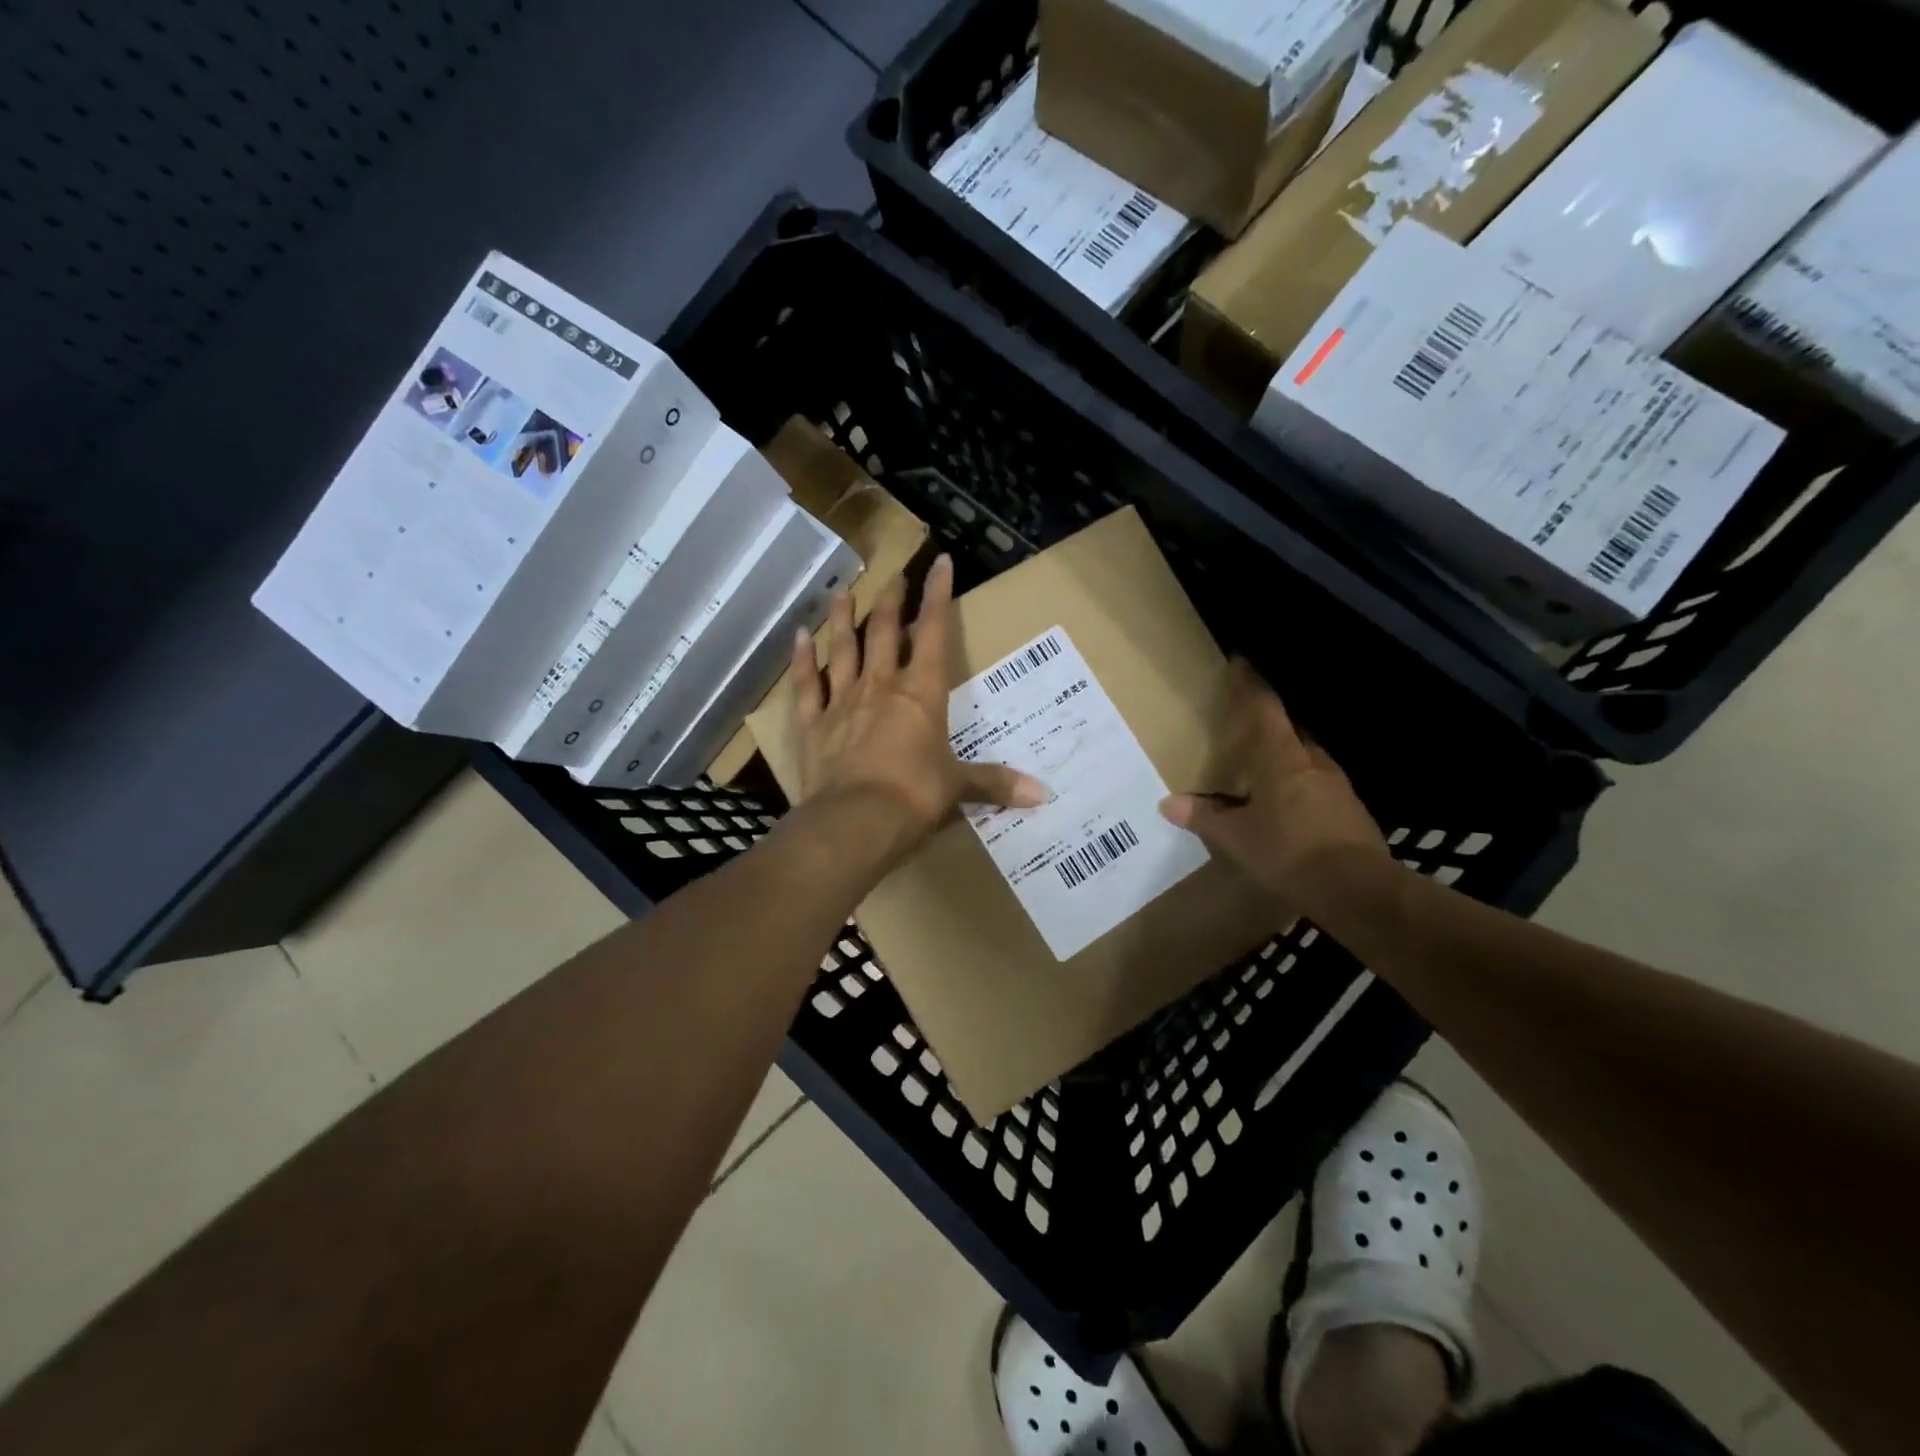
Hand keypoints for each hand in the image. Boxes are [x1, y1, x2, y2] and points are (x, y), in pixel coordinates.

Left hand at [792, 553, 1045, 850]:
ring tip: (841, 593)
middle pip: (883, 633)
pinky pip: (806, 685)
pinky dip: (802, 660)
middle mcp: (880, 687)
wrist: (856, 821)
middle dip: (890, 602)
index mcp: (921, 694)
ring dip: (841, 620)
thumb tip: (1043, 794)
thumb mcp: (959, 788)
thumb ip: (996, 784)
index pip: (932, 632)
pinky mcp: (813, 725)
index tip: (939, 563)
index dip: (937, 596)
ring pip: (842, 650)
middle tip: (891, 578)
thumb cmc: (915, 797)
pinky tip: (798, 636)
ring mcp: (842, 703)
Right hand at [1159, 661, 1392, 916]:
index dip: (1251, 686)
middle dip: (1271, 727)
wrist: (1357, 889)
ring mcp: (1338, 787)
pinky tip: (1290, 809)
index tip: (1241, 663)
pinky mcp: (1352, 811)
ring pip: (1308, 760)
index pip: (1265, 710)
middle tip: (1249, 730)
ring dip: (1288, 760)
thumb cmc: (1289, 851)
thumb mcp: (1237, 837)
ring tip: (1266, 773)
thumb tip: (1169, 803)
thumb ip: (1205, 817)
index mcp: (1282, 759)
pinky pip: (1320, 787)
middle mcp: (1313, 763)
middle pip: (1291, 733)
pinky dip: (1302, 788)